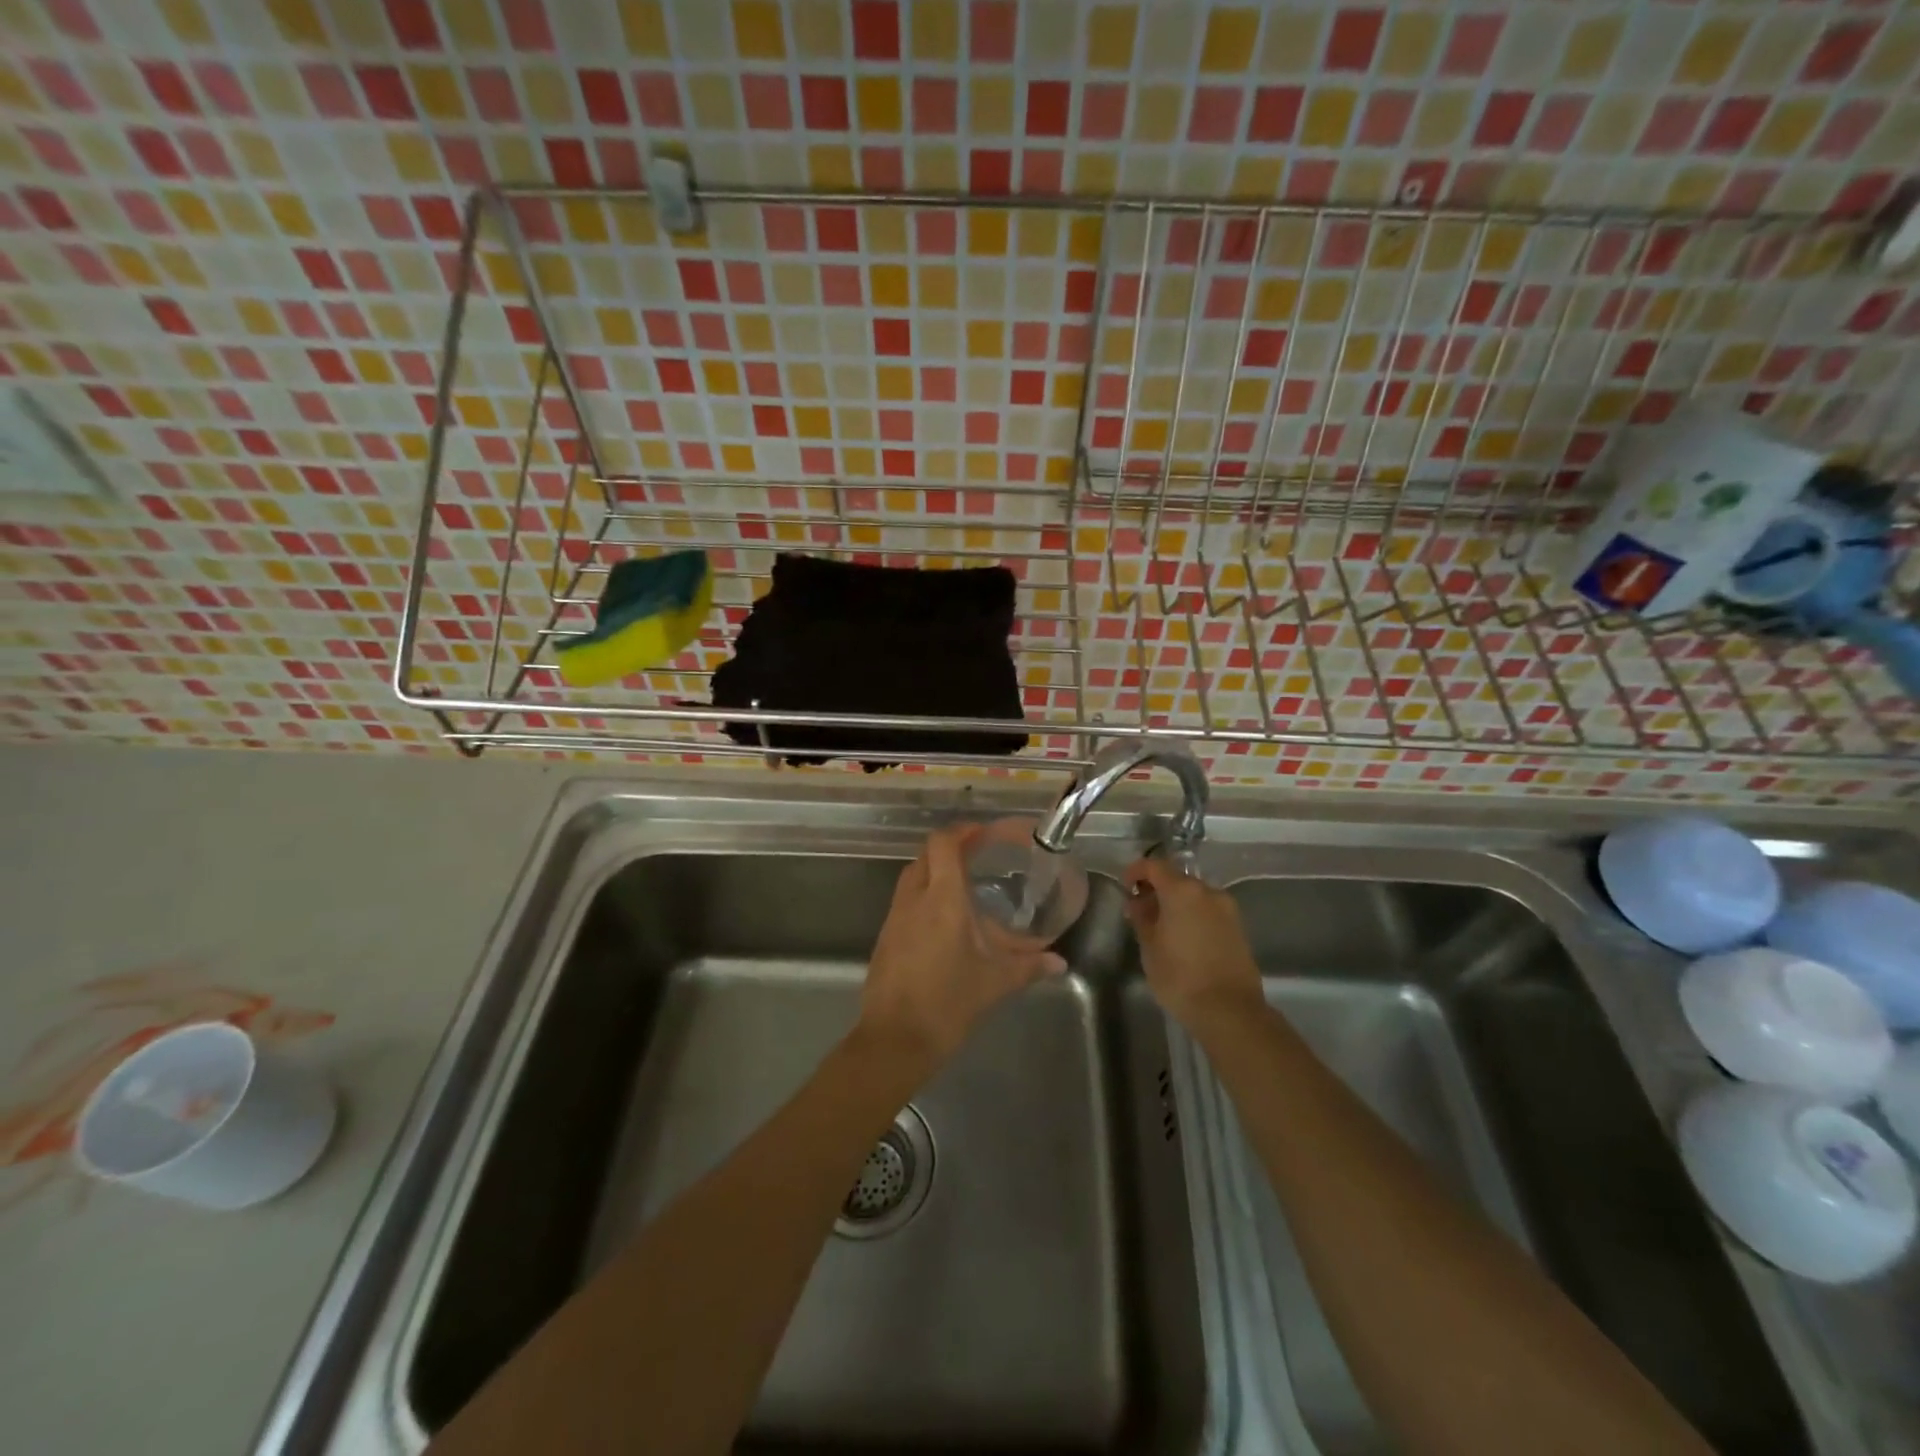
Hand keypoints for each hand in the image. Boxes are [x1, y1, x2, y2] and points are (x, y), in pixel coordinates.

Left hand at [860, 826, 1067, 1070]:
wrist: (894, 1041)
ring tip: (966, 889)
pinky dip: (925, 897)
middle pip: (927, 854)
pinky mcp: (886, 937)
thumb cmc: (948, 1003)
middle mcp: (914, 899)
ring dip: (936, 872)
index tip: (985, 834)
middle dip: (951, 849)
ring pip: (913, 877)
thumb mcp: (994, 983)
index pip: (944, 843)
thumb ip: (1028, 966)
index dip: (964, 831)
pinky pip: (906, 902)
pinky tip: (946, 923)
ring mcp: (895, 917)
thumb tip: (1059, 963)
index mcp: (942, 899)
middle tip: (980, 857)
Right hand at [1123, 857, 1264, 1028]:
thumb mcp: (1149, 947)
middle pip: (1176, 878)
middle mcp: (1208, 892)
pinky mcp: (1238, 927)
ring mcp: (1227, 909)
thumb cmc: (1180, 976)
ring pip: (1194, 895)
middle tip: (1140, 910)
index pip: (1154, 866)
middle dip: (1156, 889)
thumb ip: (1142, 917)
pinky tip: (1183, 937)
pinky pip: (1208, 910)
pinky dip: (1192, 915)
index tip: (1125, 886)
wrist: (1230, 1010)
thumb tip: (1138, 902)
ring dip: (1175, 903)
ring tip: (1161, 926)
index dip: (1136, 871)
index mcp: (1182, 891)